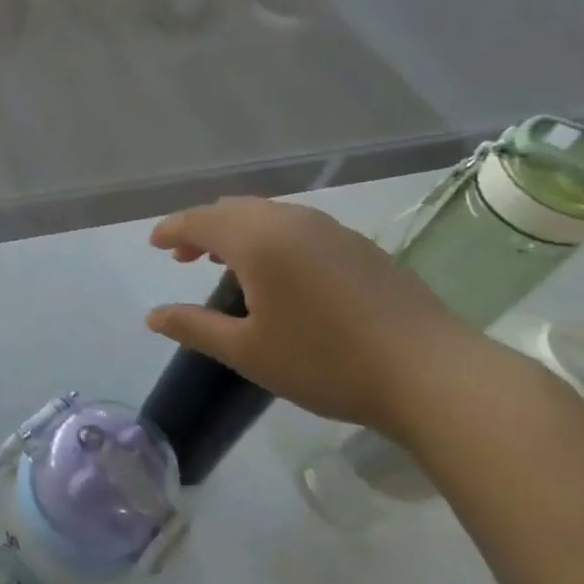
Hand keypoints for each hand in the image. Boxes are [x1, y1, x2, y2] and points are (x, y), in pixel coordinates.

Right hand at [145, 197, 484, 439]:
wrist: (431, 373)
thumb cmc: (326, 362)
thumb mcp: (248, 351)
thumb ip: (194, 327)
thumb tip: (153, 316)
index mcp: (258, 240)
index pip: (201, 221)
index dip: (173, 230)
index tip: (154, 244)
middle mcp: (292, 221)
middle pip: (233, 210)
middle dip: (202, 228)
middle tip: (182, 257)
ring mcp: (331, 230)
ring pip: (268, 215)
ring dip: (237, 231)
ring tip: (224, 262)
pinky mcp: (359, 245)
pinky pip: (297, 226)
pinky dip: (271, 237)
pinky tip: (279, 271)